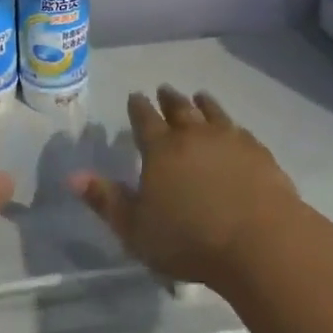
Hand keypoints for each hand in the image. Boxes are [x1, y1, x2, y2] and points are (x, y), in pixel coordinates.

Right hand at [68, 86, 300, 289]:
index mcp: (160, 149)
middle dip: (168, 99)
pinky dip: (231, 124)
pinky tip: (234, 129)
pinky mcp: (258, 152)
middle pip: (179, 109)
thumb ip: (106, 201)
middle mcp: (193, 135)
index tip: (135, 96)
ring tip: (199, 96)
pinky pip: (239, 130)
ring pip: (212, 112)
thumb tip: (73, 176)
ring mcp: (229, 140)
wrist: (259, 241)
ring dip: (203, 103)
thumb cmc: (189, 240)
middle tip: (164, 90)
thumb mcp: (135, 229)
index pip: (144, 119)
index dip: (138, 107)